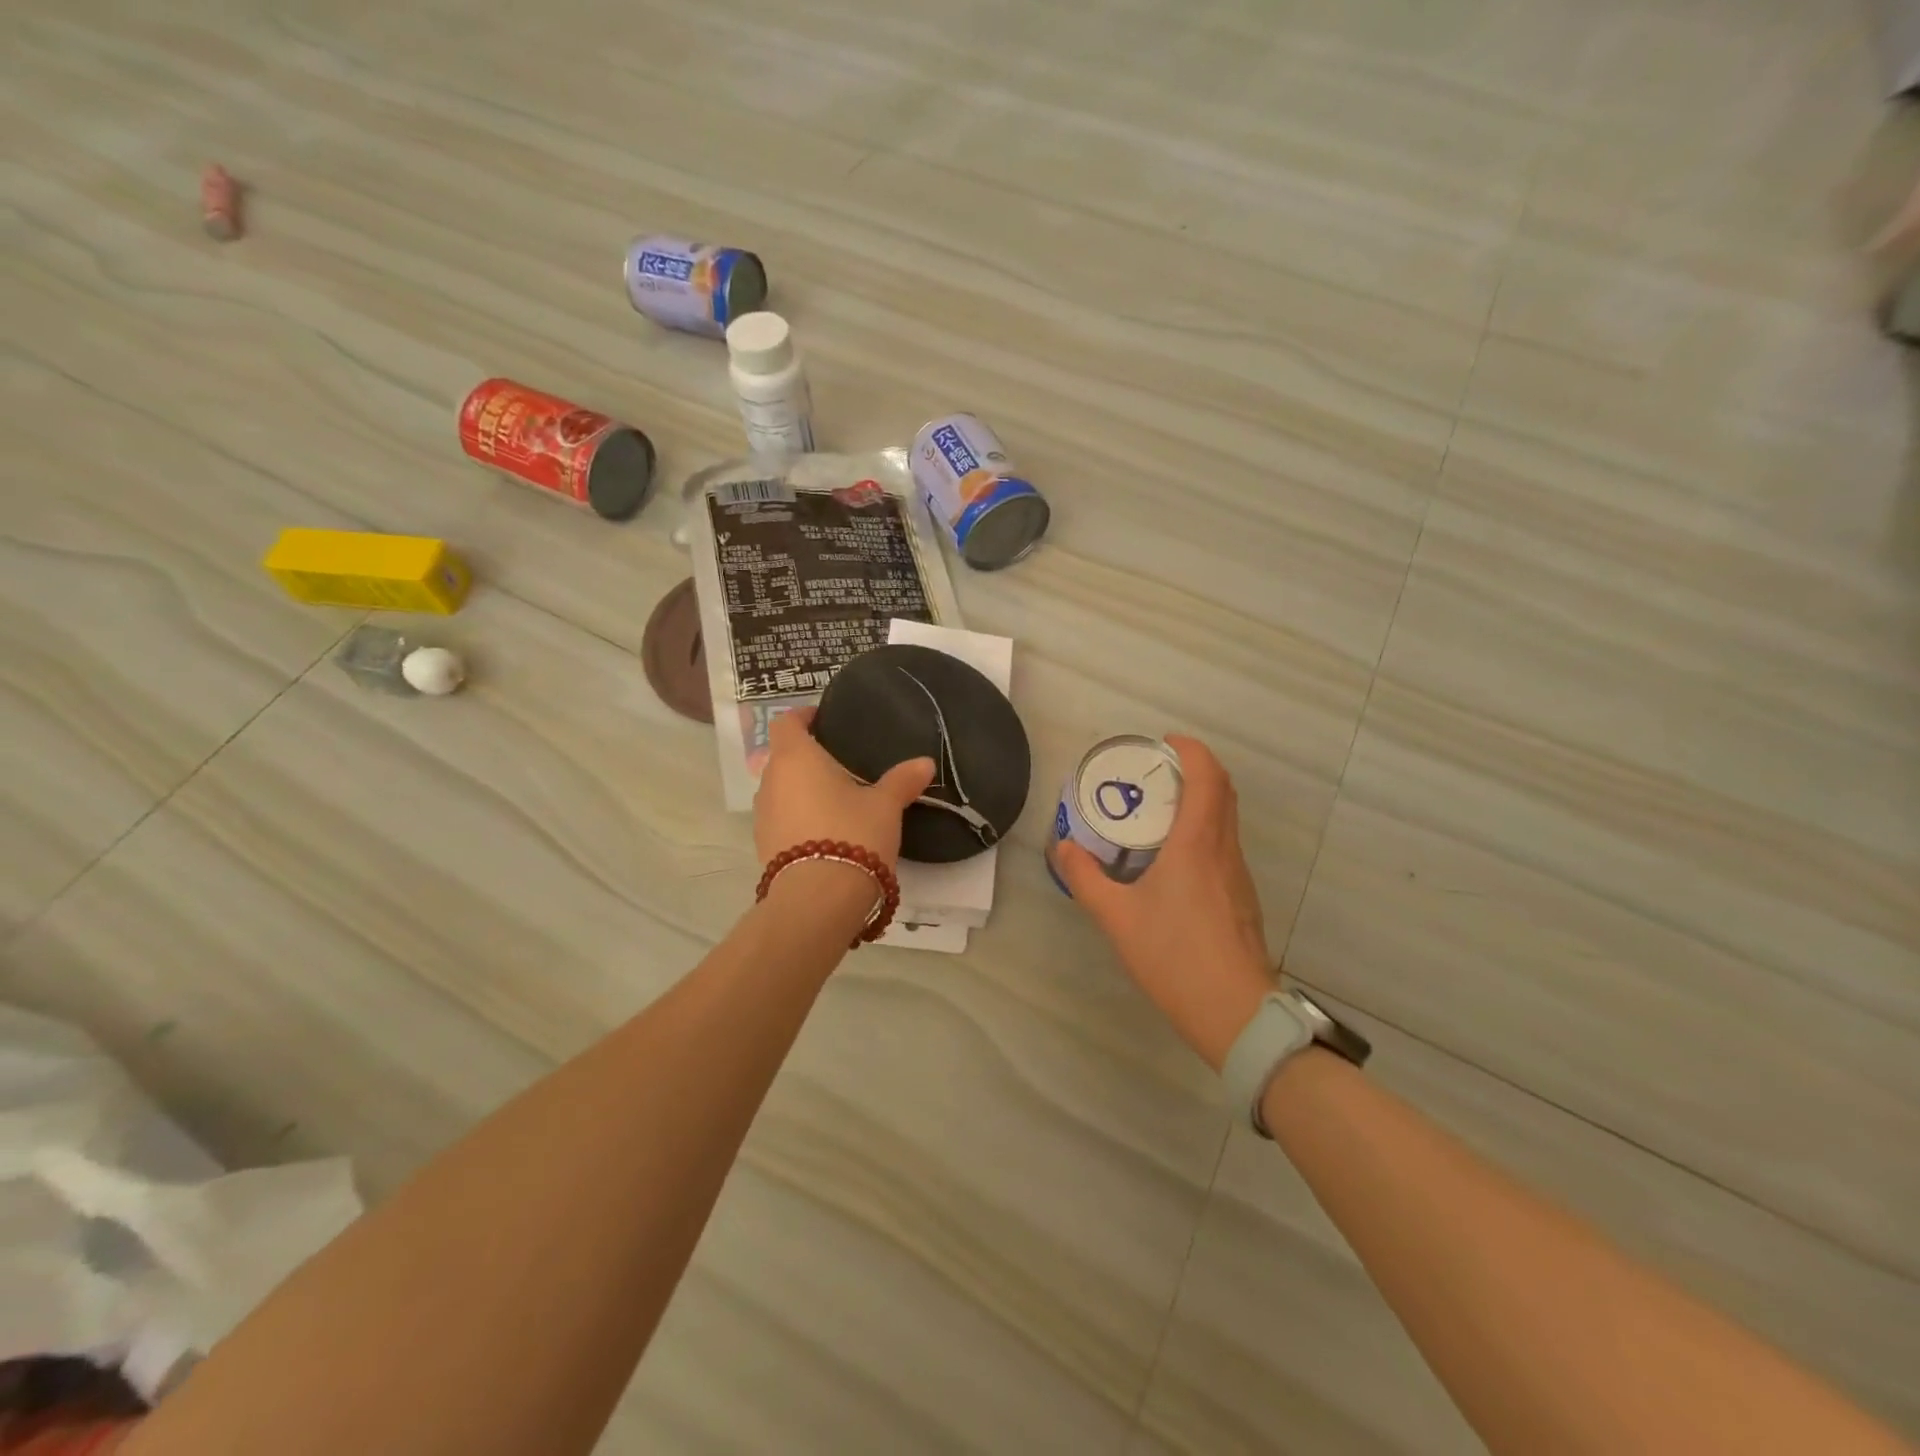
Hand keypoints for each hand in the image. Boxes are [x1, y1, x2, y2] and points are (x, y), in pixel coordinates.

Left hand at [754, 707, 934, 868]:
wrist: (818, 899)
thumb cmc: (852, 833)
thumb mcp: (885, 806)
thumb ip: (902, 781)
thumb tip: (925, 763)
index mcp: (796, 758)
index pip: (787, 723)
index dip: (803, 717)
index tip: (824, 719)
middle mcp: (771, 781)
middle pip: (783, 757)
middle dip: (807, 757)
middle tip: (841, 763)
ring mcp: (762, 815)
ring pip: (781, 790)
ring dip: (801, 790)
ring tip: (835, 799)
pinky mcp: (764, 846)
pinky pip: (781, 819)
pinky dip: (799, 817)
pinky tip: (825, 830)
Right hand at [1050, 735, 1273, 1070]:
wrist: (1235, 1012)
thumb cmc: (1174, 955)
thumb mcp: (1116, 917)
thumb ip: (1085, 878)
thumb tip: (1063, 847)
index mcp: (1197, 843)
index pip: (1207, 777)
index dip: (1191, 750)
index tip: (1165, 742)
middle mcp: (1223, 850)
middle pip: (1222, 791)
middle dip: (1195, 769)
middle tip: (1157, 771)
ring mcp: (1237, 875)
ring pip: (1226, 819)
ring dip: (1201, 800)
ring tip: (1159, 811)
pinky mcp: (1241, 898)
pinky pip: (1224, 845)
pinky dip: (1203, 830)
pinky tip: (1173, 858)